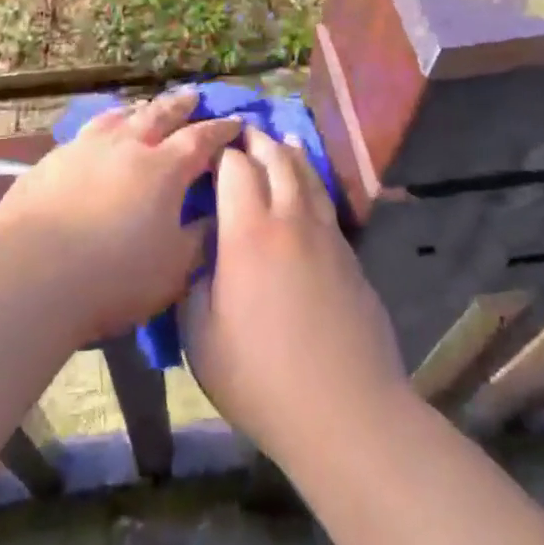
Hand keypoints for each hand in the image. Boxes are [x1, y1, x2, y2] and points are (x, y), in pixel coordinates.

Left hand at [0, 89, 240, 345]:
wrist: (32, 274)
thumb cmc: (114, 276)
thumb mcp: (173, 270)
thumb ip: (199, 240)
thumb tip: (215, 219)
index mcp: (163, 168)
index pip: (200, 139)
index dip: (220, 130)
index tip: (235, 121)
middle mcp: (126, 145)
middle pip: (159, 114)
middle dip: (180, 104)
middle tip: (193, 95)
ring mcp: (84, 148)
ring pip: (118, 117)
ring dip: (137, 110)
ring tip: (143, 108)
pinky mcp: (51, 160)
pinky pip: (85, 133)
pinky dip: (102, 128)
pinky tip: (96, 137)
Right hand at [182, 128, 408, 466]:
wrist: (346, 412)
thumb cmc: (261, 378)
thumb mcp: (201, 337)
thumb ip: (194, 282)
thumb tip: (200, 251)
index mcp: (248, 232)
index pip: (234, 167)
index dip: (220, 150)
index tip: (206, 146)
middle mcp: (290, 219)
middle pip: (275, 159)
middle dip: (255, 140)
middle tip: (241, 132)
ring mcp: (326, 235)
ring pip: (307, 175)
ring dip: (288, 151)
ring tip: (278, 138)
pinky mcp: (350, 256)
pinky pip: (325, 202)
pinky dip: (310, 181)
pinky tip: (306, 186)